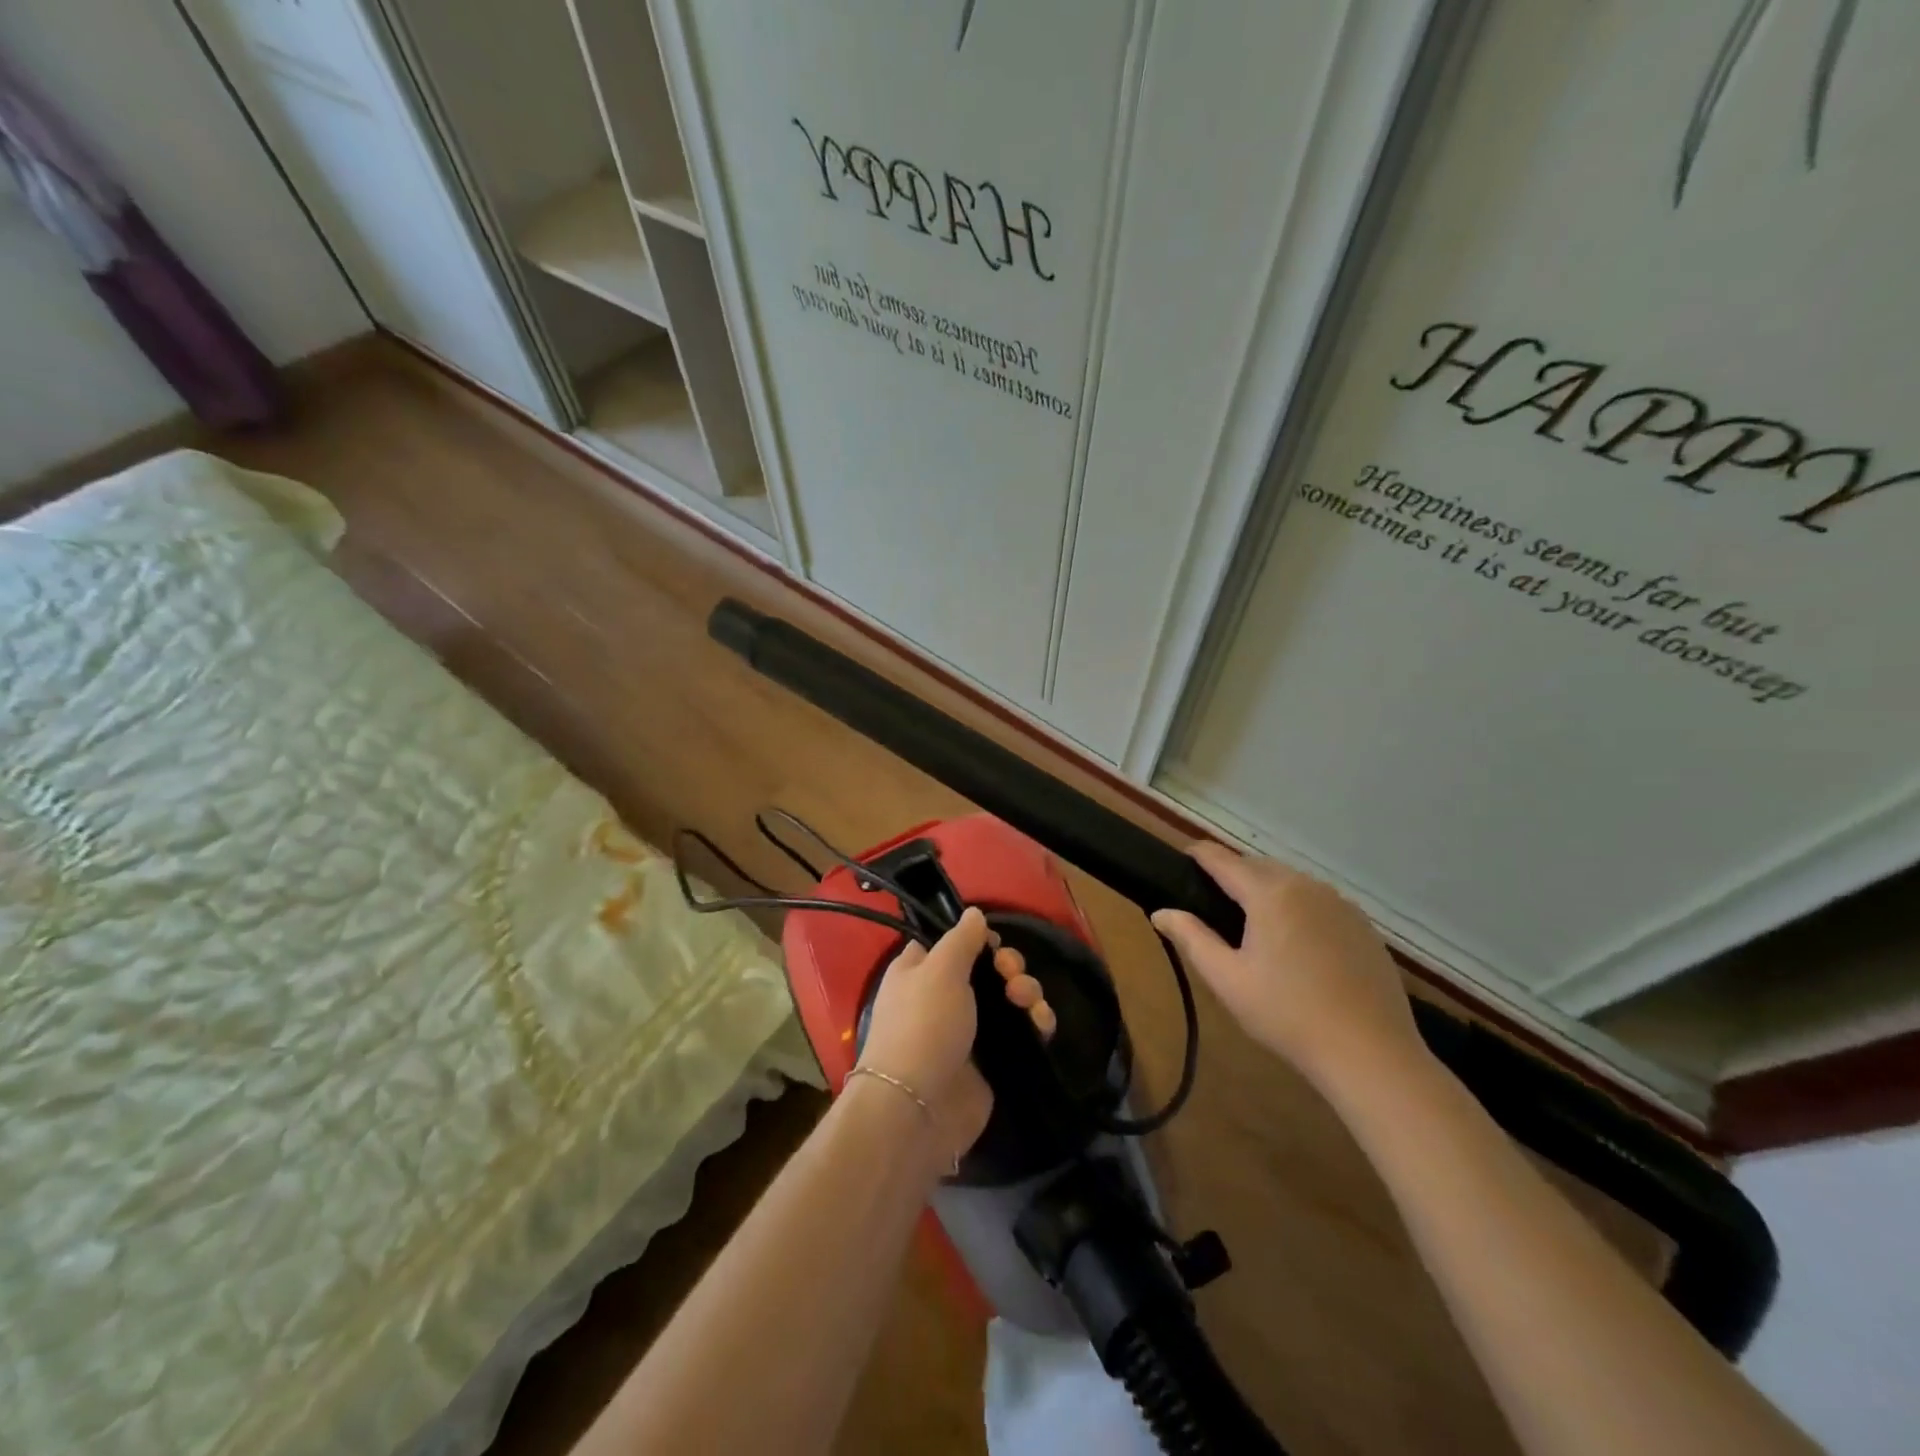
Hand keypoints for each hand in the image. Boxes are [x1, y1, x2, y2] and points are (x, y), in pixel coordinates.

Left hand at [857, 907, 1054, 1165]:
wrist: (920, 1108)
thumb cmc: (923, 1025)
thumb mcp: (940, 969)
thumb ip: (961, 939)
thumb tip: (974, 913)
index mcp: (920, 971)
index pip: (951, 942)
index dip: (976, 938)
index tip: (992, 942)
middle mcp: (943, 997)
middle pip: (987, 968)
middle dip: (1009, 966)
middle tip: (1011, 975)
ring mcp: (969, 1030)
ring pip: (1008, 998)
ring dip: (1027, 992)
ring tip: (1029, 1003)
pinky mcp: (992, 1061)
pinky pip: (1021, 1032)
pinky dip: (1035, 1023)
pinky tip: (1043, 1024)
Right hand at [1151, 844, 1423, 1096]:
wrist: (1371, 1053)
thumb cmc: (1288, 1015)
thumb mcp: (1227, 979)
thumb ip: (1191, 938)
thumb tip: (1161, 912)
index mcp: (1269, 893)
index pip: (1223, 859)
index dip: (1198, 854)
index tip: (1181, 858)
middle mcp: (1306, 886)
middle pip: (1258, 866)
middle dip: (1233, 874)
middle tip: (1212, 901)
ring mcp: (1341, 904)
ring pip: (1291, 882)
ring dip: (1267, 889)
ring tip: (1252, 922)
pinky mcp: (1363, 926)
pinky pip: (1319, 902)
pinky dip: (1298, 908)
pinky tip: (1296, 944)